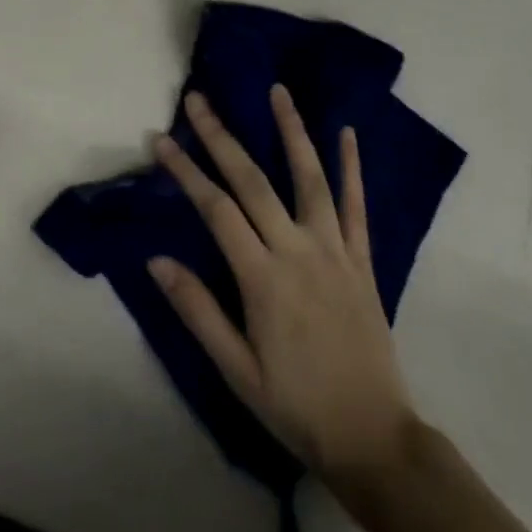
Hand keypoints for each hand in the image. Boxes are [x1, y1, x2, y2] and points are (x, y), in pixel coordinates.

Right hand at [150, 87, 416, 477]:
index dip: (186, 171)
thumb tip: (156, 259)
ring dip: (292, 131)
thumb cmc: (296, 406)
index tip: (160, 139)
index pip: (215, 209)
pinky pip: (357, 207)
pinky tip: (348, 134)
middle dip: (221, 137)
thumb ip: (197, 310)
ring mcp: (335, 251)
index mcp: (263, 278)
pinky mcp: (362, 261)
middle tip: (198, 100)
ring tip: (278, 91)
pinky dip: (352, 168)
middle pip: (253, 181)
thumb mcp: (236, 370)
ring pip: (310, 179)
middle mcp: (298, 251)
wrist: (375, 440)